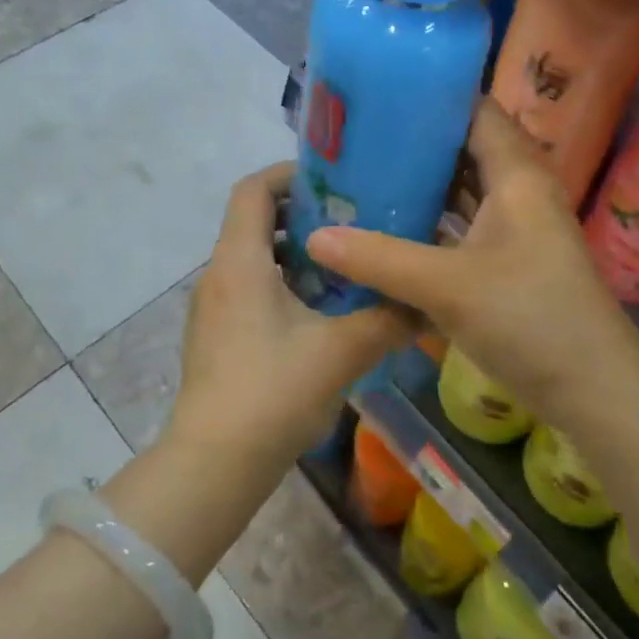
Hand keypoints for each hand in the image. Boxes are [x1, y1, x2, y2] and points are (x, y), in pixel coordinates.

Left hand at [168, 164, 416, 466]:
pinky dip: (282, 284)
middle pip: (253, 220)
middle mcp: (218, 274)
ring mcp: (212, 308)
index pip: (253, 189)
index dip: (290, 174)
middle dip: (301, 214)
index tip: (333, 181)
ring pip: (252, 257)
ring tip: (343, 265)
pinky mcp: (215, 337)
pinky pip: (248, 288)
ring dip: (294, 252)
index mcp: (239, 261)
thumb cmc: (273, 392)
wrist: (214, 464)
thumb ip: (388, 320)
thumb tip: (426, 303)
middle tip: (351, 222)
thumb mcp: (342, 351)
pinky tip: (320, 313)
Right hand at [306, 101, 638, 415]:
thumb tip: (314, 237)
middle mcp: (520, 190)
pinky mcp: (512, 260)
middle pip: (465, 148)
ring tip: (366, 174)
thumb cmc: (531, 320)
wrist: (596, 392)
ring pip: (465, 189)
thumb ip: (379, 260)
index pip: (475, 110)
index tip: (378, 94)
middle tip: (358, 138)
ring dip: (424, 183)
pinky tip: (394, 227)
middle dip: (416, 141)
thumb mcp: (447, 287)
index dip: (431, 97)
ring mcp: (518, 226)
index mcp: (517, 174)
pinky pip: (466, 224)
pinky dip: (434, 221)